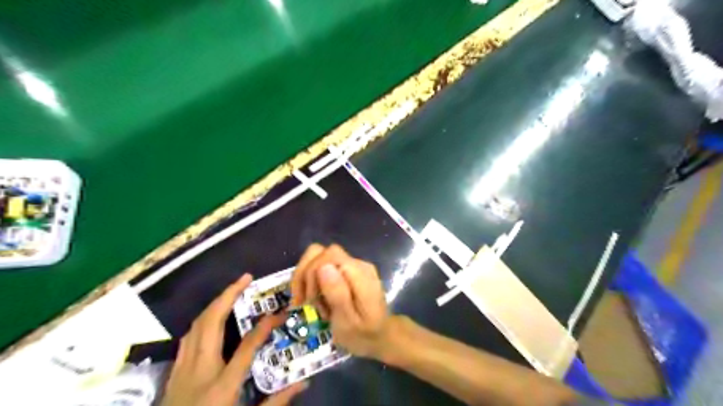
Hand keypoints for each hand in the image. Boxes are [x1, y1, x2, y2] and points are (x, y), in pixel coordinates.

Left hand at [162, 275, 305, 404]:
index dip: (265, 326)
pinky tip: (210, 318)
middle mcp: (200, 371)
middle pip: (211, 323)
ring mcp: (182, 371)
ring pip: (196, 326)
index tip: (279, 313)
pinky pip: (187, 338)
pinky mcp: (174, 374)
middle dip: (228, 296)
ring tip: (232, 291)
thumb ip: (276, 403)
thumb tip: (303, 383)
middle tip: (245, 278)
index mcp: (222, 387)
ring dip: (214, 304)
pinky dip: (201, 321)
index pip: (247, 346)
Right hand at [291, 244, 397, 358]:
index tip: (309, 301)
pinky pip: (323, 265)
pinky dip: (312, 280)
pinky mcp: (347, 269)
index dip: (311, 275)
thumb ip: (338, 294)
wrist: (380, 336)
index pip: (327, 257)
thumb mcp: (348, 322)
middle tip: (307, 303)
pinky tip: (315, 298)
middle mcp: (357, 263)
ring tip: (310, 301)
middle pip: (320, 253)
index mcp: (359, 274)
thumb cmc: (363, 334)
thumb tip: (323, 267)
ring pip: (318, 256)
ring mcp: (353, 264)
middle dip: (306, 277)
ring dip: (307, 278)